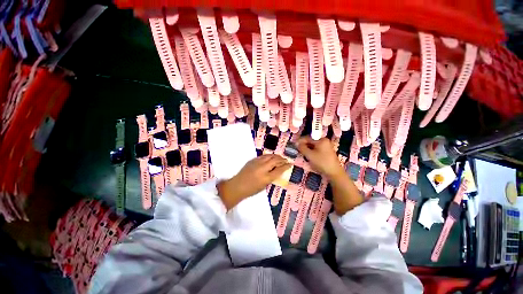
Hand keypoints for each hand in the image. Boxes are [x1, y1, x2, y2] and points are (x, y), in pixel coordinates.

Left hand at [217, 154, 291, 209]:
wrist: (237, 186)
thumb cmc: (251, 190)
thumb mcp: (264, 186)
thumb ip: (271, 177)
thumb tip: (277, 170)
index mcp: (266, 178)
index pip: (279, 170)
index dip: (286, 166)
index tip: (290, 164)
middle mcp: (262, 169)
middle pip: (275, 161)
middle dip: (282, 160)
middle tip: (286, 160)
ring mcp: (257, 163)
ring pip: (269, 156)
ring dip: (276, 156)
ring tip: (280, 157)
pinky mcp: (252, 160)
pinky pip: (263, 156)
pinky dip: (269, 156)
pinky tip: (271, 157)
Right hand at [296, 136, 343, 178]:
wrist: (334, 173)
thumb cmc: (321, 162)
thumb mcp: (309, 155)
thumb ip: (302, 148)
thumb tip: (296, 143)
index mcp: (321, 140)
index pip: (308, 137)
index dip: (300, 141)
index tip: (294, 145)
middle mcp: (325, 141)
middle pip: (311, 141)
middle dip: (304, 146)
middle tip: (298, 151)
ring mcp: (326, 147)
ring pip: (313, 146)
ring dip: (307, 150)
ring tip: (303, 155)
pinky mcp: (327, 152)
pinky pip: (317, 149)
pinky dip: (312, 152)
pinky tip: (309, 157)